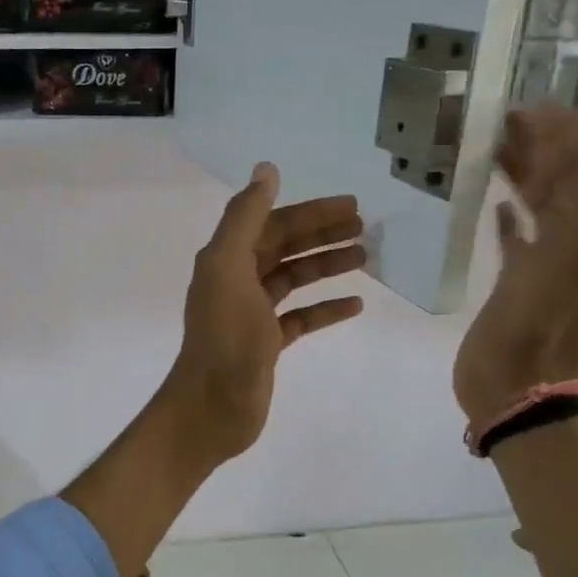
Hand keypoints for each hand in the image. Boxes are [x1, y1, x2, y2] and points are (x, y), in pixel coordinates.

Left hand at [163, 163, 365, 467]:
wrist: (212, 407)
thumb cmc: (224, 337)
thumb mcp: (229, 268)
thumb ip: (244, 218)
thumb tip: (266, 170)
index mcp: (226, 259)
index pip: (272, 223)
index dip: (310, 212)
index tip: (351, 205)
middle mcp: (237, 281)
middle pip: (284, 247)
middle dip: (322, 234)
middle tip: (365, 227)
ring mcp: (252, 314)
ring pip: (294, 279)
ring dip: (326, 265)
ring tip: (365, 258)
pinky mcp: (266, 344)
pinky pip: (300, 317)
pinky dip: (325, 308)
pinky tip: (355, 305)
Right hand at [453, 105, 577, 429]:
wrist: (517, 380)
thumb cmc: (544, 309)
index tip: (544, 103)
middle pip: (575, 179)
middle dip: (550, 145)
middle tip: (509, 117)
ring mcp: (554, 261)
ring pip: (546, 203)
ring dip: (528, 173)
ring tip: (495, 147)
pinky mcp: (522, 281)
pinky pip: (521, 238)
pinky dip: (512, 217)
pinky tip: (495, 203)